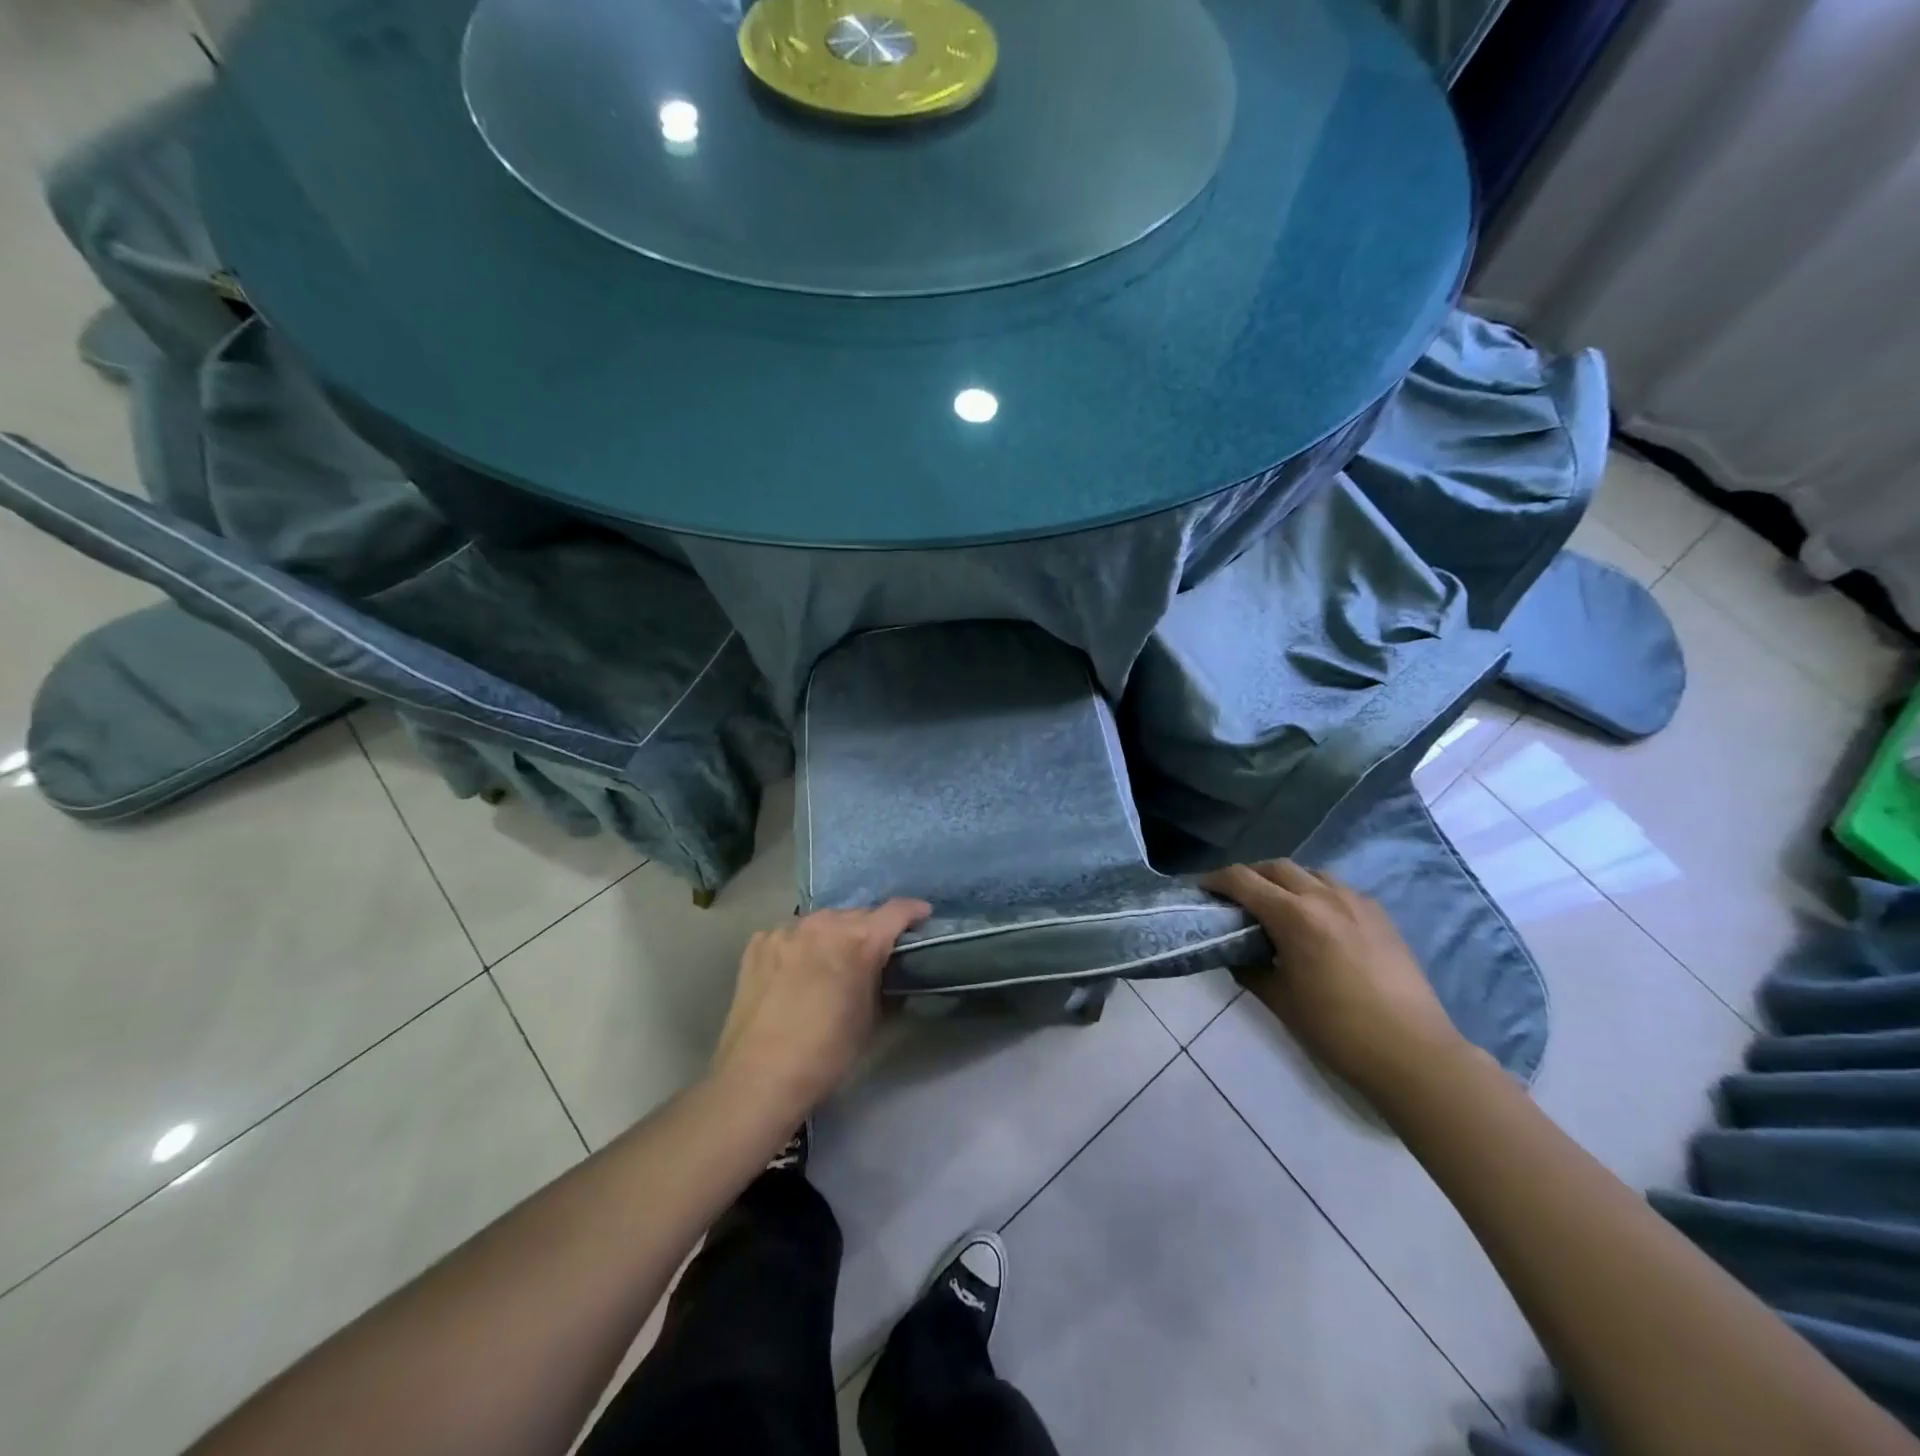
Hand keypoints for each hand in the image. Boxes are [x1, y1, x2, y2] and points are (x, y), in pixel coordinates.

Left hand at [712, 900, 931, 1116]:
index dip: (914, 912)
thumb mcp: (870, 1018)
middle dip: (870, 929)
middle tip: (874, 952)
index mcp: (858, 940)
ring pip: (821, 923)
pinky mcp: (758, 944)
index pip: (896, 912)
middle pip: (856, 915)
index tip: (923, 917)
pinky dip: (799, 946)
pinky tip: (795, 970)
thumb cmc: (827, 1053)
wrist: (759, 1077)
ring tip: (831, 961)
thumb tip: (882, 971)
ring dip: (832, 936)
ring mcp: (785, 931)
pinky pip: (789, 936)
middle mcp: (822, 924)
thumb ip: (879, 981)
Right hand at [1203, 860, 1469, 1103]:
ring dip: (1284, 880)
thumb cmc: (1336, 1029)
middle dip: (1249, 875)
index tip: (1201, 889)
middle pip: (1276, 867)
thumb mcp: (1279, 1000)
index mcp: (1294, 916)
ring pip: (1310, 873)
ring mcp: (1356, 902)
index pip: (1243, 880)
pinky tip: (1316, 919)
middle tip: (1234, 897)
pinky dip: (1316, 892)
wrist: (1412, 1052)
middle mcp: (1324, 897)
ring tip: (1275, 904)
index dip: (1216, 880)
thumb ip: (1249, 968)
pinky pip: (1337, 889)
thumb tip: (1235, 954)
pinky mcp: (1380, 915)